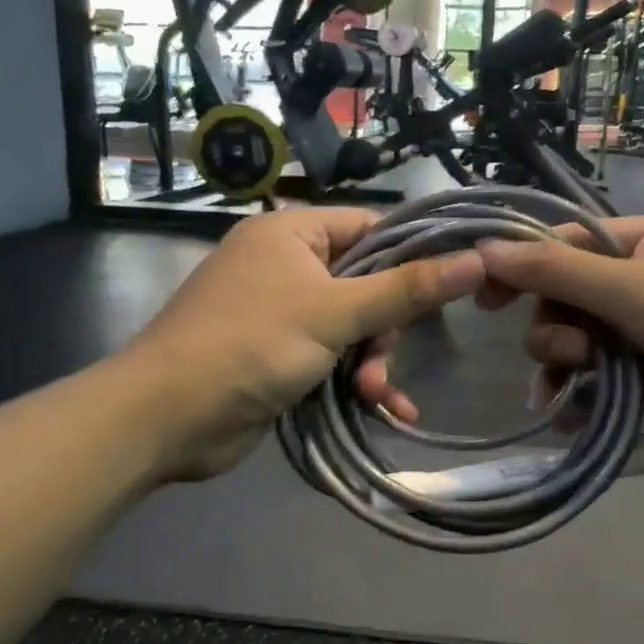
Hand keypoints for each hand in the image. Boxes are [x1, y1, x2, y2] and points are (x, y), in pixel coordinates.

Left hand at [127, 208, 483, 480]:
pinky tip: (383, 409)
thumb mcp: (335, 313)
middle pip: (366, 283)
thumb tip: (476, 259)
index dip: (413, 254)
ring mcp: (280, 312)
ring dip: (371, 361)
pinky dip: (355, 380)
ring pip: (352, 326)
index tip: (452, 285)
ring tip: (373, 394)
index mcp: (293, 233)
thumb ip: (406, 289)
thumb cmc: (250, 344)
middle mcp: (286, 264)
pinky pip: (332, 357)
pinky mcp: (278, 355)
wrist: (167, 417)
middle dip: (384, 328)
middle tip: (382, 360)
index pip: (371, 227)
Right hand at [473, 215, 643, 467]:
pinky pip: (610, 384)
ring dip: (569, 373)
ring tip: (569, 398)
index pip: (562, 246)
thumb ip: (556, 272)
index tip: (483, 303)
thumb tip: (484, 249)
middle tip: (572, 358)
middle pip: (568, 303)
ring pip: (585, 348)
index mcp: (641, 243)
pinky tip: (580, 421)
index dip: (519, 270)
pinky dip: (592, 401)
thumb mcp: (633, 289)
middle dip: (556, 334)